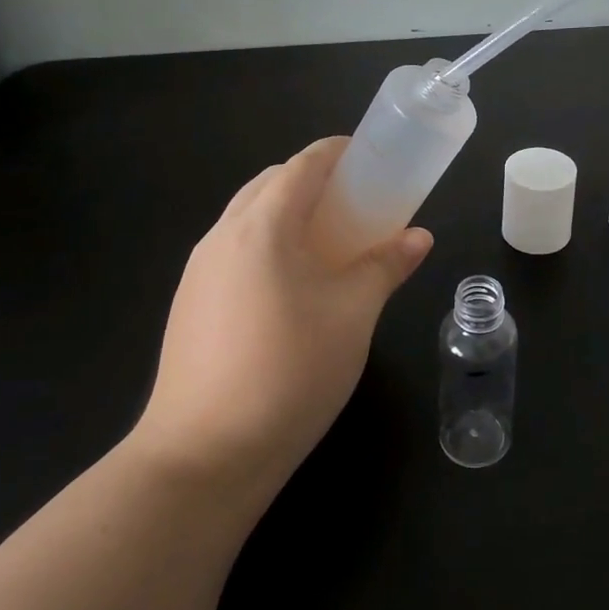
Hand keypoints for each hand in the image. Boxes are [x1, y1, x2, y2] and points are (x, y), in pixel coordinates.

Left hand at [128, 138, 432, 506]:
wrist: (204, 456)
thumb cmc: (290, 371)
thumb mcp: (353, 315)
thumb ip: (386, 266)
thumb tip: (419, 237)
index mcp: (262, 226)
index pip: (302, 165)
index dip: (337, 153)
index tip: (370, 159)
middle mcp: (222, 236)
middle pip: (270, 185)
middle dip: (313, 181)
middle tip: (356, 204)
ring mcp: (198, 272)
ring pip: (247, 218)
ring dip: (287, 214)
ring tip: (328, 244)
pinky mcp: (189, 304)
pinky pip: (233, 251)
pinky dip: (266, 245)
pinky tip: (291, 287)